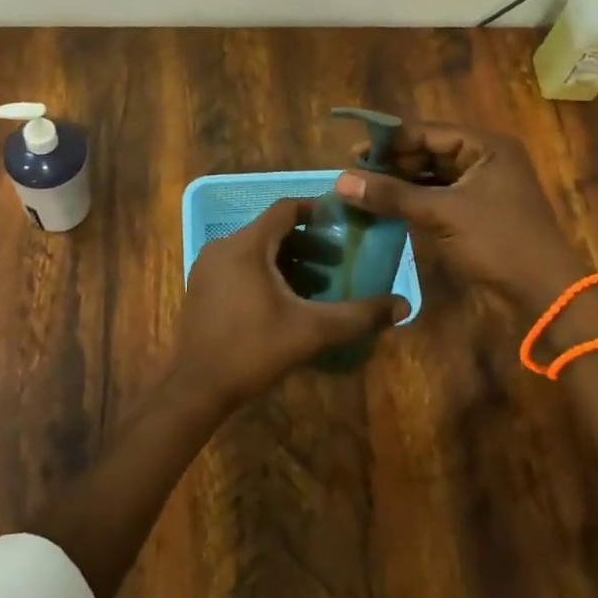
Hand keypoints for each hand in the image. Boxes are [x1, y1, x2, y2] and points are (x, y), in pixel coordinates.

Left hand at [175, 198, 409, 407]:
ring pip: (256, 251)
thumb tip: (403, 306)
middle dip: (308, 243)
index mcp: (246, 245)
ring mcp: (208, 268)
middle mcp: (223, 247)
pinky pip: (240, 267)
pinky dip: (266, 274)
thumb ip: (357, 316)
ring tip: (318, 286)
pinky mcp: (202, 289)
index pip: (286, 209)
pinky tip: (286, 303)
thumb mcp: (310, 331)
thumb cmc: (252, 350)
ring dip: (288, 261)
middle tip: (338, 262)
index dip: (317, 211)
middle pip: (271, 231)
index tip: (343, 224)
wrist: (194, 389)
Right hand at [335, 120, 586, 322]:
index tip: (353, 151)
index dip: (390, 140)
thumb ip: (393, 195)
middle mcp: (485, 159)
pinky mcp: (477, 211)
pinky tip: (386, 206)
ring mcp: (482, 186)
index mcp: (486, 147)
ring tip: (364, 189)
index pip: (428, 132)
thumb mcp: (443, 214)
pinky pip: (438, 196)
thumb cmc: (498, 242)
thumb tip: (342, 181)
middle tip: (354, 173)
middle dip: (393, 163)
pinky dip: (414, 200)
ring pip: (432, 176)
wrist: (544, 293)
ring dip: (401, 183)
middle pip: (429, 152)